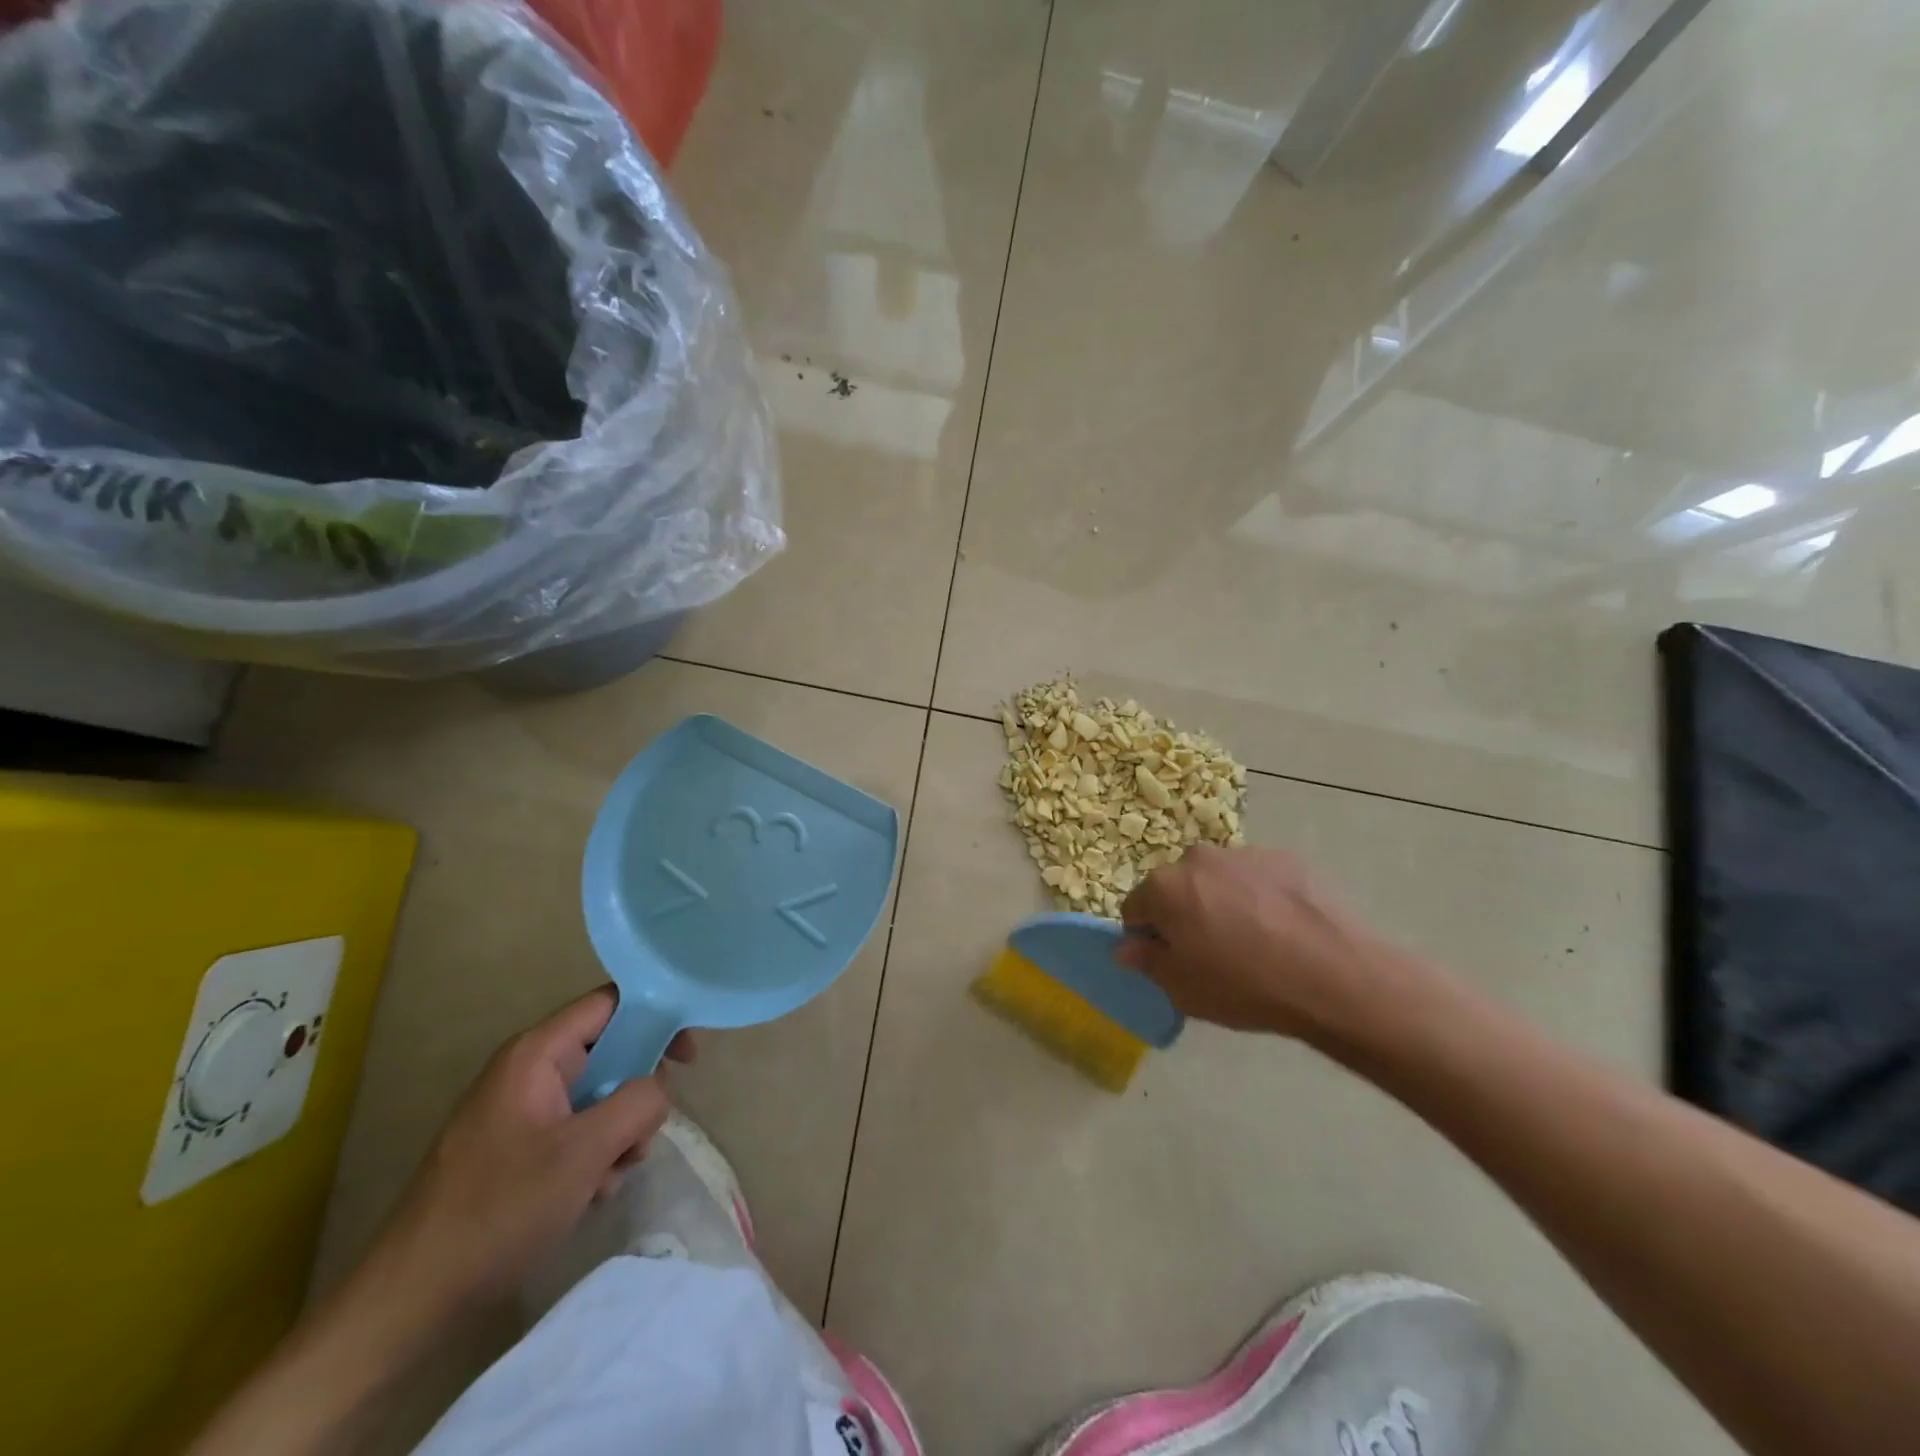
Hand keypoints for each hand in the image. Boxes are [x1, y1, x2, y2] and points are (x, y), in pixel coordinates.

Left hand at [373, 988, 696, 1311]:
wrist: (410, 1299)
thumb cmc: (499, 1211)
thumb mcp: (585, 1152)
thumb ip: (638, 1102)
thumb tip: (657, 1088)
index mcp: (536, 1053)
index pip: (611, 1004)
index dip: (657, 1018)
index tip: (687, 1057)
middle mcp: (528, 1070)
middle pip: (610, 1053)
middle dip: (635, 1094)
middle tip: (641, 1136)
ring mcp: (520, 1110)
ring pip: (598, 1096)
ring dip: (616, 1133)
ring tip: (605, 1178)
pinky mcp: (516, 1146)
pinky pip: (575, 1129)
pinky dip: (592, 1155)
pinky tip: (585, 1194)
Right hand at [1118, 845, 1416, 1044]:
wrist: (1334, 976)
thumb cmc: (1245, 986)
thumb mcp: (1183, 989)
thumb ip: (1147, 963)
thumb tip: (1128, 948)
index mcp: (1164, 887)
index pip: (1135, 908)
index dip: (1148, 937)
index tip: (1172, 960)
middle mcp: (1197, 859)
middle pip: (1177, 887)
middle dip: (1185, 913)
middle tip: (1213, 952)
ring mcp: (1244, 854)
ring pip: (1218, 879)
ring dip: (1222, 901)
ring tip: (1255, 941)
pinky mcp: (1286, 858)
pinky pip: (1257, 878)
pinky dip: (1260, 897)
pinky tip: (1284, 929)